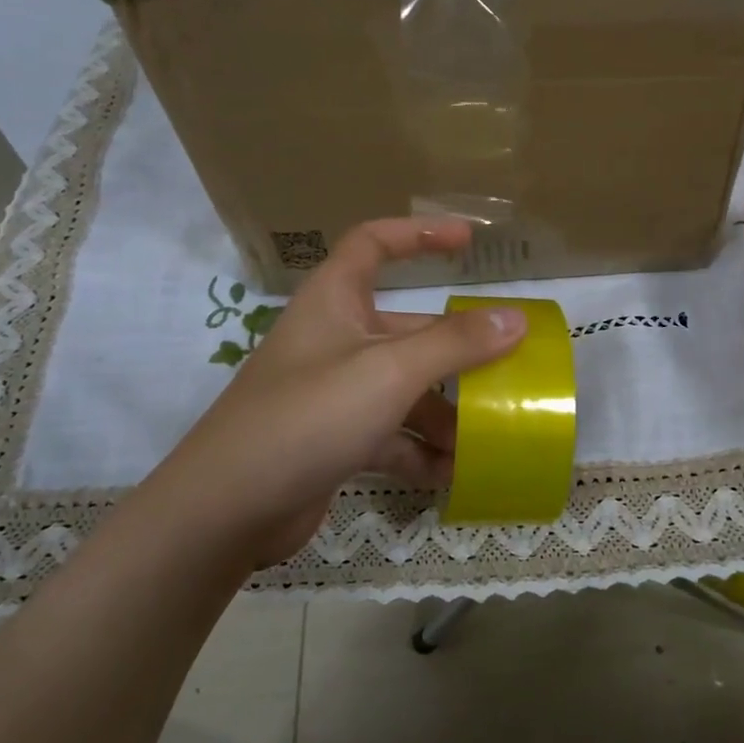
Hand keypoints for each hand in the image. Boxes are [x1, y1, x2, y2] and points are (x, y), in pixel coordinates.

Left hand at [135, 218, 525, 569]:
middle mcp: (334, 340)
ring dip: (442, 412)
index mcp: (335, 301)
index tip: (468, 241)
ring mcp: (332, 393)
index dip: (420, 233)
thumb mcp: (390, 372)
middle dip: (454, 352)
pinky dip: (418, 450)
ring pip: (402, 388)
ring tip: (484, 436)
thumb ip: (456, 343)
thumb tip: (516, 318)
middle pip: (406, 330)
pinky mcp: (332, 440)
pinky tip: (450, 473)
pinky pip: (389, 434)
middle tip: (504, 368)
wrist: (227, 509)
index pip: (374, 243)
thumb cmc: (309, 416)